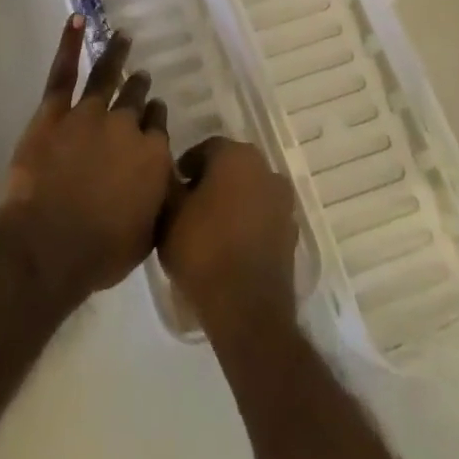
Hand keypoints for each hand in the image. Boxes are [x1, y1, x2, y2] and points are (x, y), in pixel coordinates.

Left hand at [0, 15, 174, 304]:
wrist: (51, 244)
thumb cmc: (101, 251)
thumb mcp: (146, 234)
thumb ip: (157, 200)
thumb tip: (162, 181)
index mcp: (152, 156)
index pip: (158, 128)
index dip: (155, 119)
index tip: (154, 112)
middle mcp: (126, 127)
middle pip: (136, 101)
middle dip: (140, 88)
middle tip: (142, 77)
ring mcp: (89, 114)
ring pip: (107, 77)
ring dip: (117, 56)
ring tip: (123, 37)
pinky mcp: (54, 112)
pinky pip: (63, 72)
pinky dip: (69, 44)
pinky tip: (76, 21)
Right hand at [160, 137, 298, 335]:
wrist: (247, 309)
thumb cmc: (203, 251)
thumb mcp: (168, 214)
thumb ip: (169, 184)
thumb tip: (172, 174)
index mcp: (236, 156)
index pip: (205, 149)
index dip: (186, 167)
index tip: (174, 187)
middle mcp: (265, 169)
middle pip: (230, 167)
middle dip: (210, 181)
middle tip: (188, 205)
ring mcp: (282, 202)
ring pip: (248, 191)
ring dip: (231, 201)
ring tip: (208, 228)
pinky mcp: (290, 233)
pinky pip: (262, 216)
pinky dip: (247, 223)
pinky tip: (229, 245)